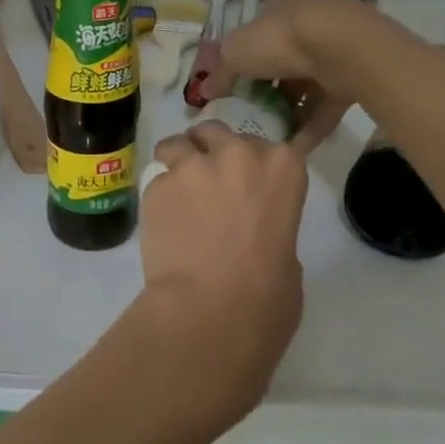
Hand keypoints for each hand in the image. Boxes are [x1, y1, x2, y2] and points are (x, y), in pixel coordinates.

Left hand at [128, 124, 309, 434]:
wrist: (211, 310)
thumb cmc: (267, 295)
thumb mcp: (289, 253)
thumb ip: (270, 223)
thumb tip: (250, 228)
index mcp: (282, 167)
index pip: (263, 145)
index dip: (247, 162)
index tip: (241, 182)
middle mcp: (237, 154)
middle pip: (215, 133)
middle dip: (208, 151)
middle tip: (203, 182)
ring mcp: (192, 166)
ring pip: (176, 144)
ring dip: (175, 162)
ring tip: (174, 194)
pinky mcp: (157, 185)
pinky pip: (155, 180)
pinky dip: (158, 197)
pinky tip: (160, 224)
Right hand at [216, 0, 369, 150]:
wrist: (342, 47)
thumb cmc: (279, 40)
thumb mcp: (235, 54)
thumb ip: (220, 74)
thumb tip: (204, 91)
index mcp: (278, 9)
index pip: (256, 34)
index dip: (242, 60)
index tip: (232, 87)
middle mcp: (307, 25)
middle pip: (281, 63)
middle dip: (266, 90)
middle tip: (250, 114)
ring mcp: (333, 52)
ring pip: (305, 87)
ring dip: (288, 112)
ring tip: (269, 138)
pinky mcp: (352, 78)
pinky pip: (325, 106)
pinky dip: (309, 127)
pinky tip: (292, 150)